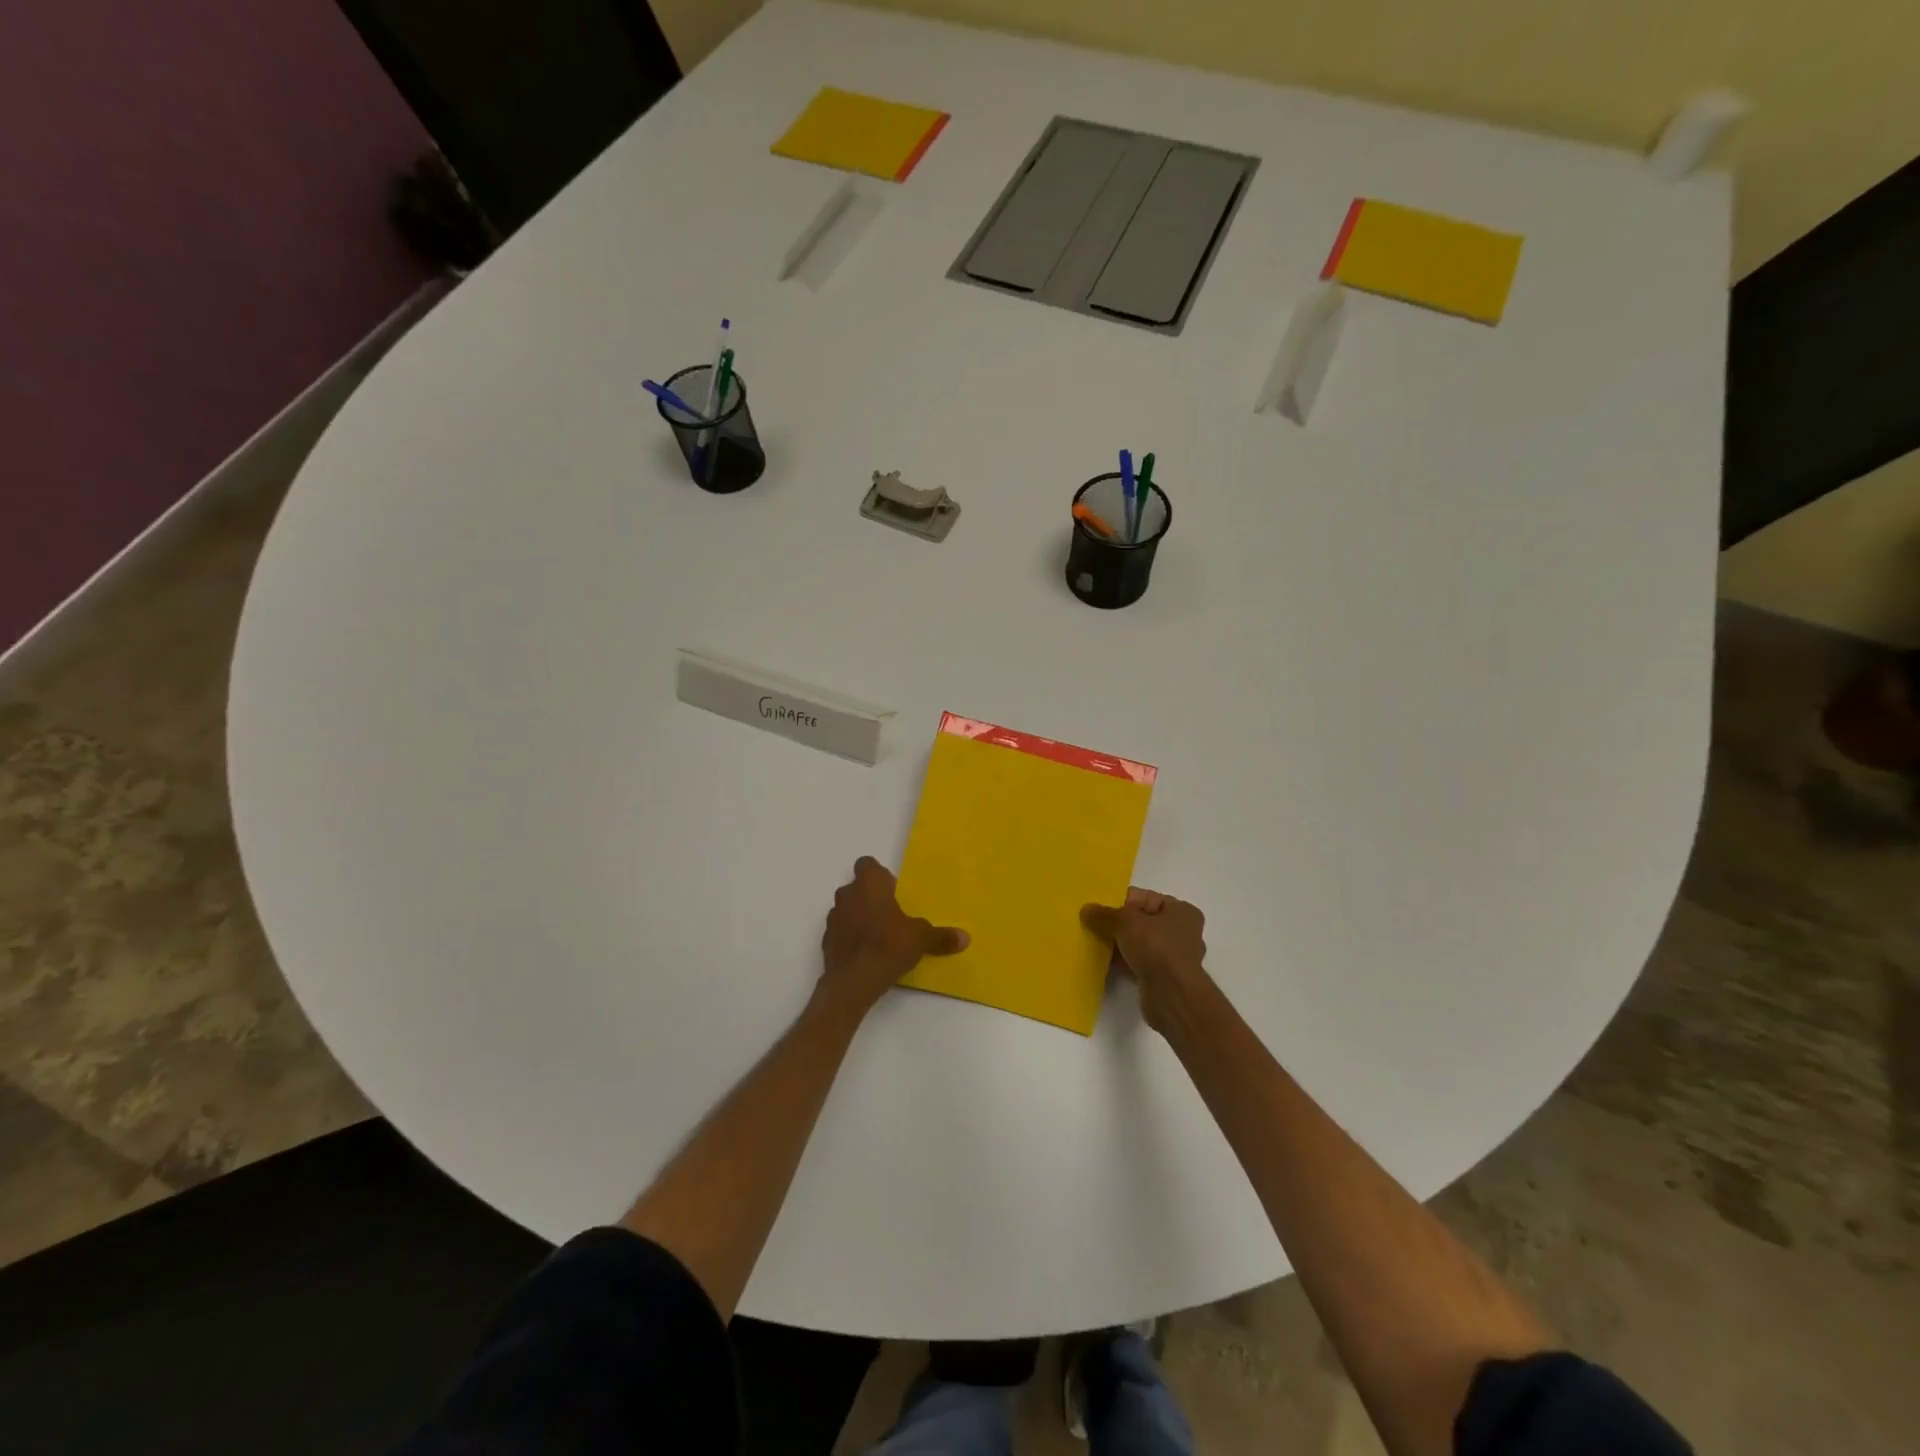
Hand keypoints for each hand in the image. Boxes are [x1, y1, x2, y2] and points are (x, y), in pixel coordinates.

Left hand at [819, 857, 968, 1018]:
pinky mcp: (825, 941)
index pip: (867, 864)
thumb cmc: (888, 946)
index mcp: (869, 884)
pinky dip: (850, 938)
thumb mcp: (921, 939)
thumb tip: (965, 938)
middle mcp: (847, 895)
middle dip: (871, 897)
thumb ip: (941, 936)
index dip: (879, 875)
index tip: (892, 891)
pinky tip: (865, 954)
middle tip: (891, 915)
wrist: (853, 982)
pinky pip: (840, 932)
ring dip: (859, 917)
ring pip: (847, 909)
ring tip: (878, 936)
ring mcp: (833, 918)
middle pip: (857, 888)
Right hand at [1081, 888, 1208, 1033]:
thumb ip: (1104, 914)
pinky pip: (1138, 964)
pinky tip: (1103, 962)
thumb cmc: (1156, 947)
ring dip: (1120, 944)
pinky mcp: (1163, 979)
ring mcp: (1174, 958)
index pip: (1146, 898)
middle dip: (1119, 924)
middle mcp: (1182, 932)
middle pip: (1143, 922)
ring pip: (1140, 944)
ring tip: (1094, 942)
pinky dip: (1123, 962)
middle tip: (1093, 924)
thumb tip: (1086, 909)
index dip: (1122, 900)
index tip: (1099, 906)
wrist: (1172, 995)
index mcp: (1181, 911)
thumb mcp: (1125, 922)